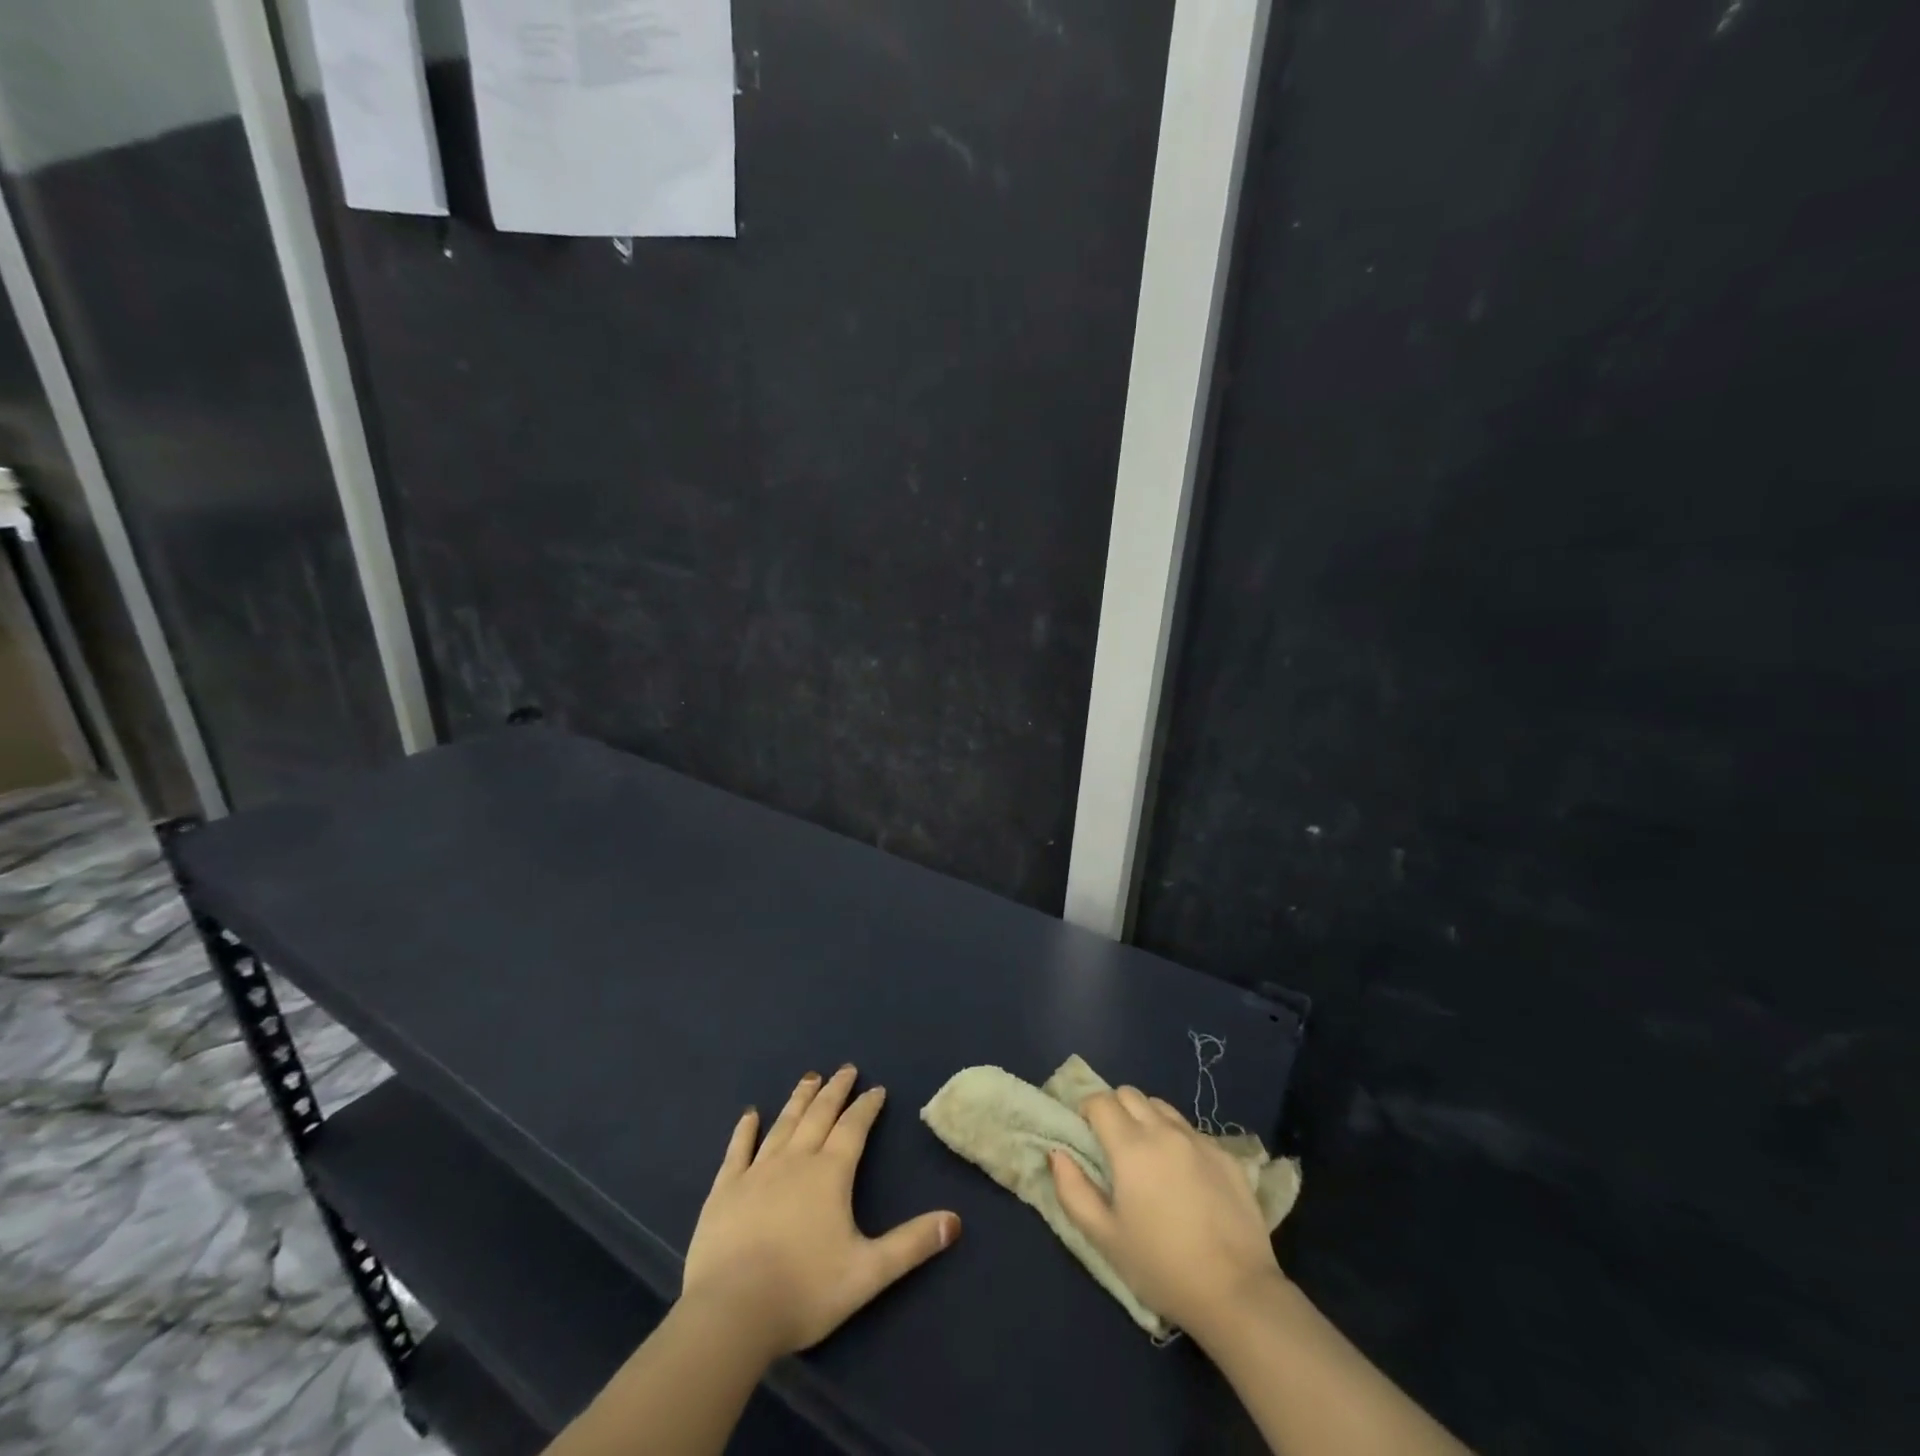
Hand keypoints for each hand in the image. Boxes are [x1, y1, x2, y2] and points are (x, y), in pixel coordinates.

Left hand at [680, 1066, 960, 1360]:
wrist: (732, 1312)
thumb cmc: (805, 1291)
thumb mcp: (869, 1272)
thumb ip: (911, 1244)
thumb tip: (955, 1222)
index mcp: (830, 1174)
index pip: (854, 1128)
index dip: (867, 1107)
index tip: (876, 1089)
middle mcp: (795, 1160)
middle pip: (819, 1115)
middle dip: (835, 1090)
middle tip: (845, 1069)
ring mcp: (757, 1172)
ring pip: (783, 1124)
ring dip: (799, 1100)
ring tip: (809, 1078)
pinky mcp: (725, 1190)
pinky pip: (738, 1150)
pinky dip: (745, 1130)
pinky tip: (750, 1115)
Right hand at [1049, 1085, 1283, 1338]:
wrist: (1237, 1293)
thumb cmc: (1161, 1267)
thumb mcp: (1105, 1237)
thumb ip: (1073, 1190)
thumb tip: (1058, 1153)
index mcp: (1131, 1146)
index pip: (1100, 1100)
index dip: (1087, 1111)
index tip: (1085, 1135)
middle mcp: (1164, 1131)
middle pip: (1130, 1094)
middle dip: (1114, 1108)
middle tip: (1112, 1144)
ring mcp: (1199, 1140)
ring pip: (1162, 1107)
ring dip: (1146, 1119)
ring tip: (1148, 1156)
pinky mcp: (1227, 1156)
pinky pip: (1192, 1131)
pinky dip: (1177, 1139)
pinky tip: (1184, 1177)